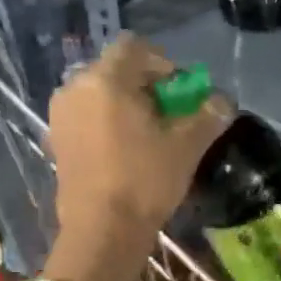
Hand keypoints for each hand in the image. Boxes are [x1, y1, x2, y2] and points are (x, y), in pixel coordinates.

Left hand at [45, 35, 231, 280]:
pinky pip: (88, 115)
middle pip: (117, 69)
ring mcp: (60, 115)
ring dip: (128, 104)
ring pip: (101, 93)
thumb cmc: (144, 180)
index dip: (164, 63)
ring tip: (150, 134)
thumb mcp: (187, 145)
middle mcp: (75, 88)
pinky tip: (126, 150)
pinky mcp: (56, 140)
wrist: (101, 234)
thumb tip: (223, 100)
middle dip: (147, 85)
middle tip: (171, 115)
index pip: (135, 46)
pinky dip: (109, 122)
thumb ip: (208, 113)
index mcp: (105, 79)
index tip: (181, 93)